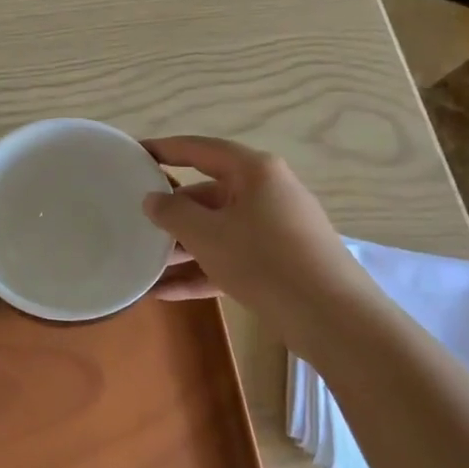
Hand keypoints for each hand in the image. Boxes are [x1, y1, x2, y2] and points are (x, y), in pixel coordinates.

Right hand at [141, 136, 369, 317]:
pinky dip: (203, 270)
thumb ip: (172, 213)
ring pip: (219, 229)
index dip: (164, 149)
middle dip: (172, 212)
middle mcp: (267, 192)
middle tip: (136, 220)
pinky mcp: (280, 262)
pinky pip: (232, 257)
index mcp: (253, 171)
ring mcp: (276, 228)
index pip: (199, 149)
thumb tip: (152, 199)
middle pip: (208, 193)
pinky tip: (166, 292)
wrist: (333, 318)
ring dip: (183, 247)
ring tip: (146, 263)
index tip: (135, 152)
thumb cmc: (264, 260)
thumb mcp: (207, 235)